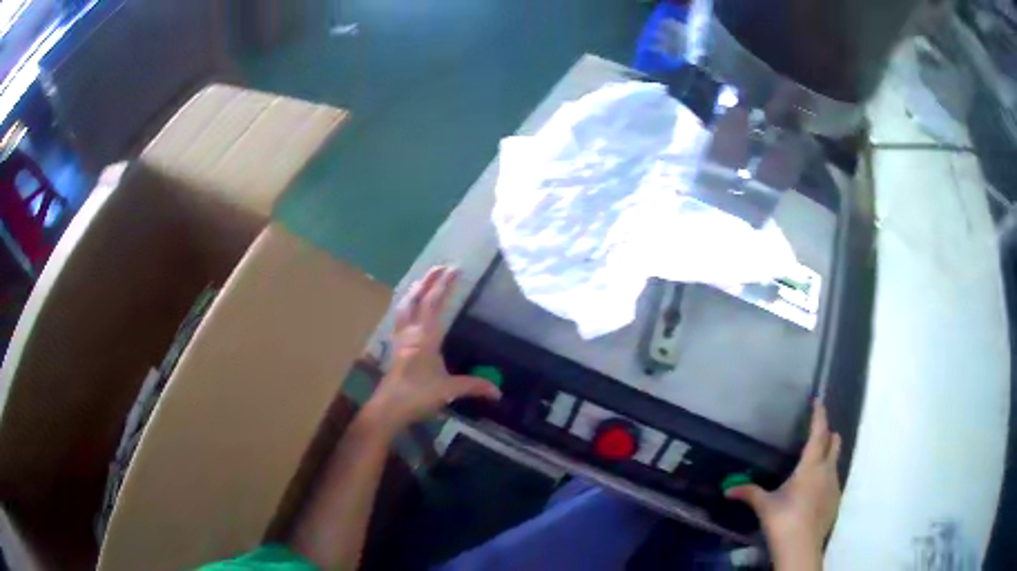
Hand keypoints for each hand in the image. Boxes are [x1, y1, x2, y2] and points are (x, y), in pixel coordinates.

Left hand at [364, 266, 500, 434]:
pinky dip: (406, 305)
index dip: (445, 285)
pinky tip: (409, 307)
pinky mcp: (395, 347)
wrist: (388, 407)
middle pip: (417, 299)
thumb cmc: (418, 396)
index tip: (455, 270)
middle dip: (429, 281)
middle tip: (441, 267)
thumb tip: (498, 392)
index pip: (434, 304)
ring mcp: (400, 338)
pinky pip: (400, 317)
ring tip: (424, 280)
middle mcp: (410, 332)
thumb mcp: (449, 391)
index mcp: (425, 337)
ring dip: (415, 290)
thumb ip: (474, 386)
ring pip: (404, 306)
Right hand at [726, 401, 841, 568]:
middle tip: (818, 433)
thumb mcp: (764, 505)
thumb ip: (748, 493)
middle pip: (834, 443)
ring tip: (814, 465)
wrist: (801, 547)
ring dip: (828, 457)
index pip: (818, 432)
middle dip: (828, 434)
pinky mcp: (836, 500)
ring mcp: (834, 485)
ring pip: (835, 462)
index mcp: (811, 465)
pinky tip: (814, 492)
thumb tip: (727, 489)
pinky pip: (833, 480)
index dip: (819, 415)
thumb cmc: (783, 519)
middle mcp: (827, 470)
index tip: (818, 401)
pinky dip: (826, 478)